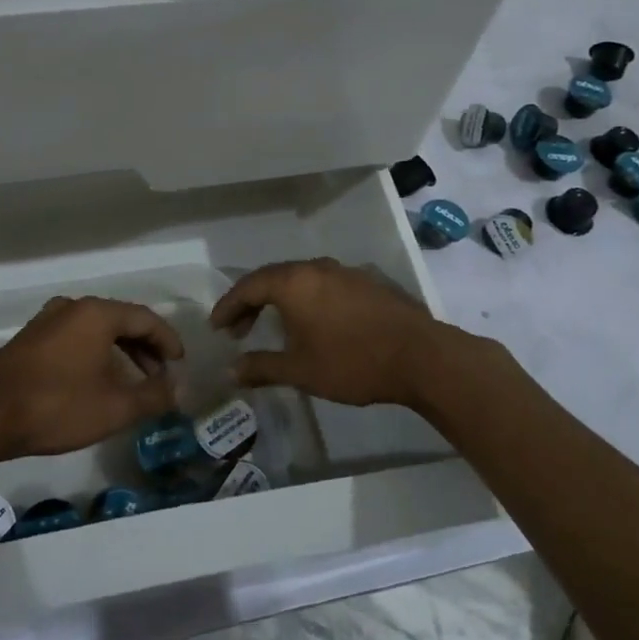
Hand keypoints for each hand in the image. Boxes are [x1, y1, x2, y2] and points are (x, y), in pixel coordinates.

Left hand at [0, 296, 182, 463]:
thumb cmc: (56, 406)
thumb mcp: (114, 407)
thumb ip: (153, 396)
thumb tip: (178, 388)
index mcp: (96, 313)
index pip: (145, 318)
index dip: (167, 340)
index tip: (181, 363)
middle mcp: (72, 307)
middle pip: (120, 321)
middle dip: (144, 348)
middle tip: (160, 375)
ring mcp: (46, 321)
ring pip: (95, 331)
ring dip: (119, 353)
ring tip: (132, 382)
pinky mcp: (29, 339)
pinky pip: (74, 338)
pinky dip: (95, 354)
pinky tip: (96, 381)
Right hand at [210, 259, 460, 408]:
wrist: (421, 356)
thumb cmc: (352, 362)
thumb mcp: (300, 371)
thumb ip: (262, 367)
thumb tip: (231, 370)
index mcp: (294, 282)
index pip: (249, 286)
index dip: (229, 306)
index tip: (217, 326)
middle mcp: (316, 268)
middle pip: (273, 278)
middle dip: (252, 302)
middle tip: (239, 329)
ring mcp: (344, 272)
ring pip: (300, 279)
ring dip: (280, 300)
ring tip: (274, 326)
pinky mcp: (367, 282)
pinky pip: (324, 285)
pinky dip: (307, 300)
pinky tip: (313, 323)